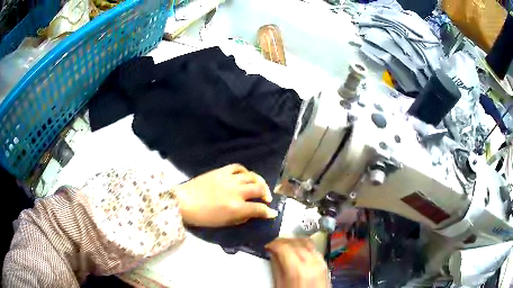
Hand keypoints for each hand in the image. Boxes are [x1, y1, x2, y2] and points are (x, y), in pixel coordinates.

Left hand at [176, 164, 277, 226]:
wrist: (184, 202)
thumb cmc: (203, 217)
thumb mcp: (224, 223)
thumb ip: (241, 218)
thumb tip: (253, 213)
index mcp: (236, 207)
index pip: (259, 209)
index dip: (268, 212)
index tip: (273, 213)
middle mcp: (236, 191)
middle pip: (259, 189)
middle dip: (266, 195)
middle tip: (266, 199)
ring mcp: (229, 179)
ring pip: (252, 176)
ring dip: (259, 182)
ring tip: (259, 186)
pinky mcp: (221, 171)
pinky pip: (238, 167)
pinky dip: (245, 172)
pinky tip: (246, 176)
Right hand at [266, 238, 329, 287]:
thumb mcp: (280, 285)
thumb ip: (277, 268)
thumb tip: (273, 255)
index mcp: (297, 268)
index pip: (284, 246)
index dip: (273, 244)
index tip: (268, 246)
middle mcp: (311, 262)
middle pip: (296, 242)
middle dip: (283, 241)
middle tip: (274, 245)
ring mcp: (320, 262)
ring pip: (307, 242)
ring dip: (295, 241)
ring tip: (285, 246)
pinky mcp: (324, 265)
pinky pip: (315, 249)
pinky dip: (305, 246)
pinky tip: (299, 250)